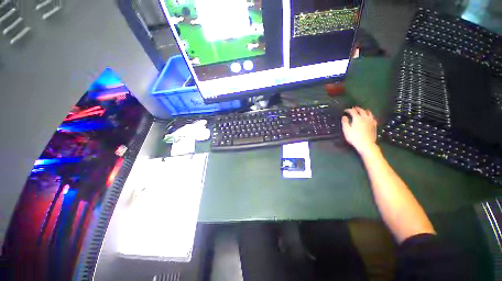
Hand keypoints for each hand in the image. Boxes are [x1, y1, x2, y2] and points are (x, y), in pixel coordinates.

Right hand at [341, 107, 377, 153]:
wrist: (366, 144)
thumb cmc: (354, 137)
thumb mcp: (346, 130)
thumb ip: (345, 122)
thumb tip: (344, 116)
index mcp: (357, 118)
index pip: (352, 111)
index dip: (348, 110)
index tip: (345, 110)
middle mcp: (365, 118)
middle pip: (361, 110)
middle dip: (356, 109)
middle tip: (353, 109)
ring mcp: (371, 121)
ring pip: (368, 112)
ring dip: (364, 110)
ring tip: (362, 111)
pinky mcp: (374, 125)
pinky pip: (373, 117)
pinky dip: (370, 115)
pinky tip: (369, 117)